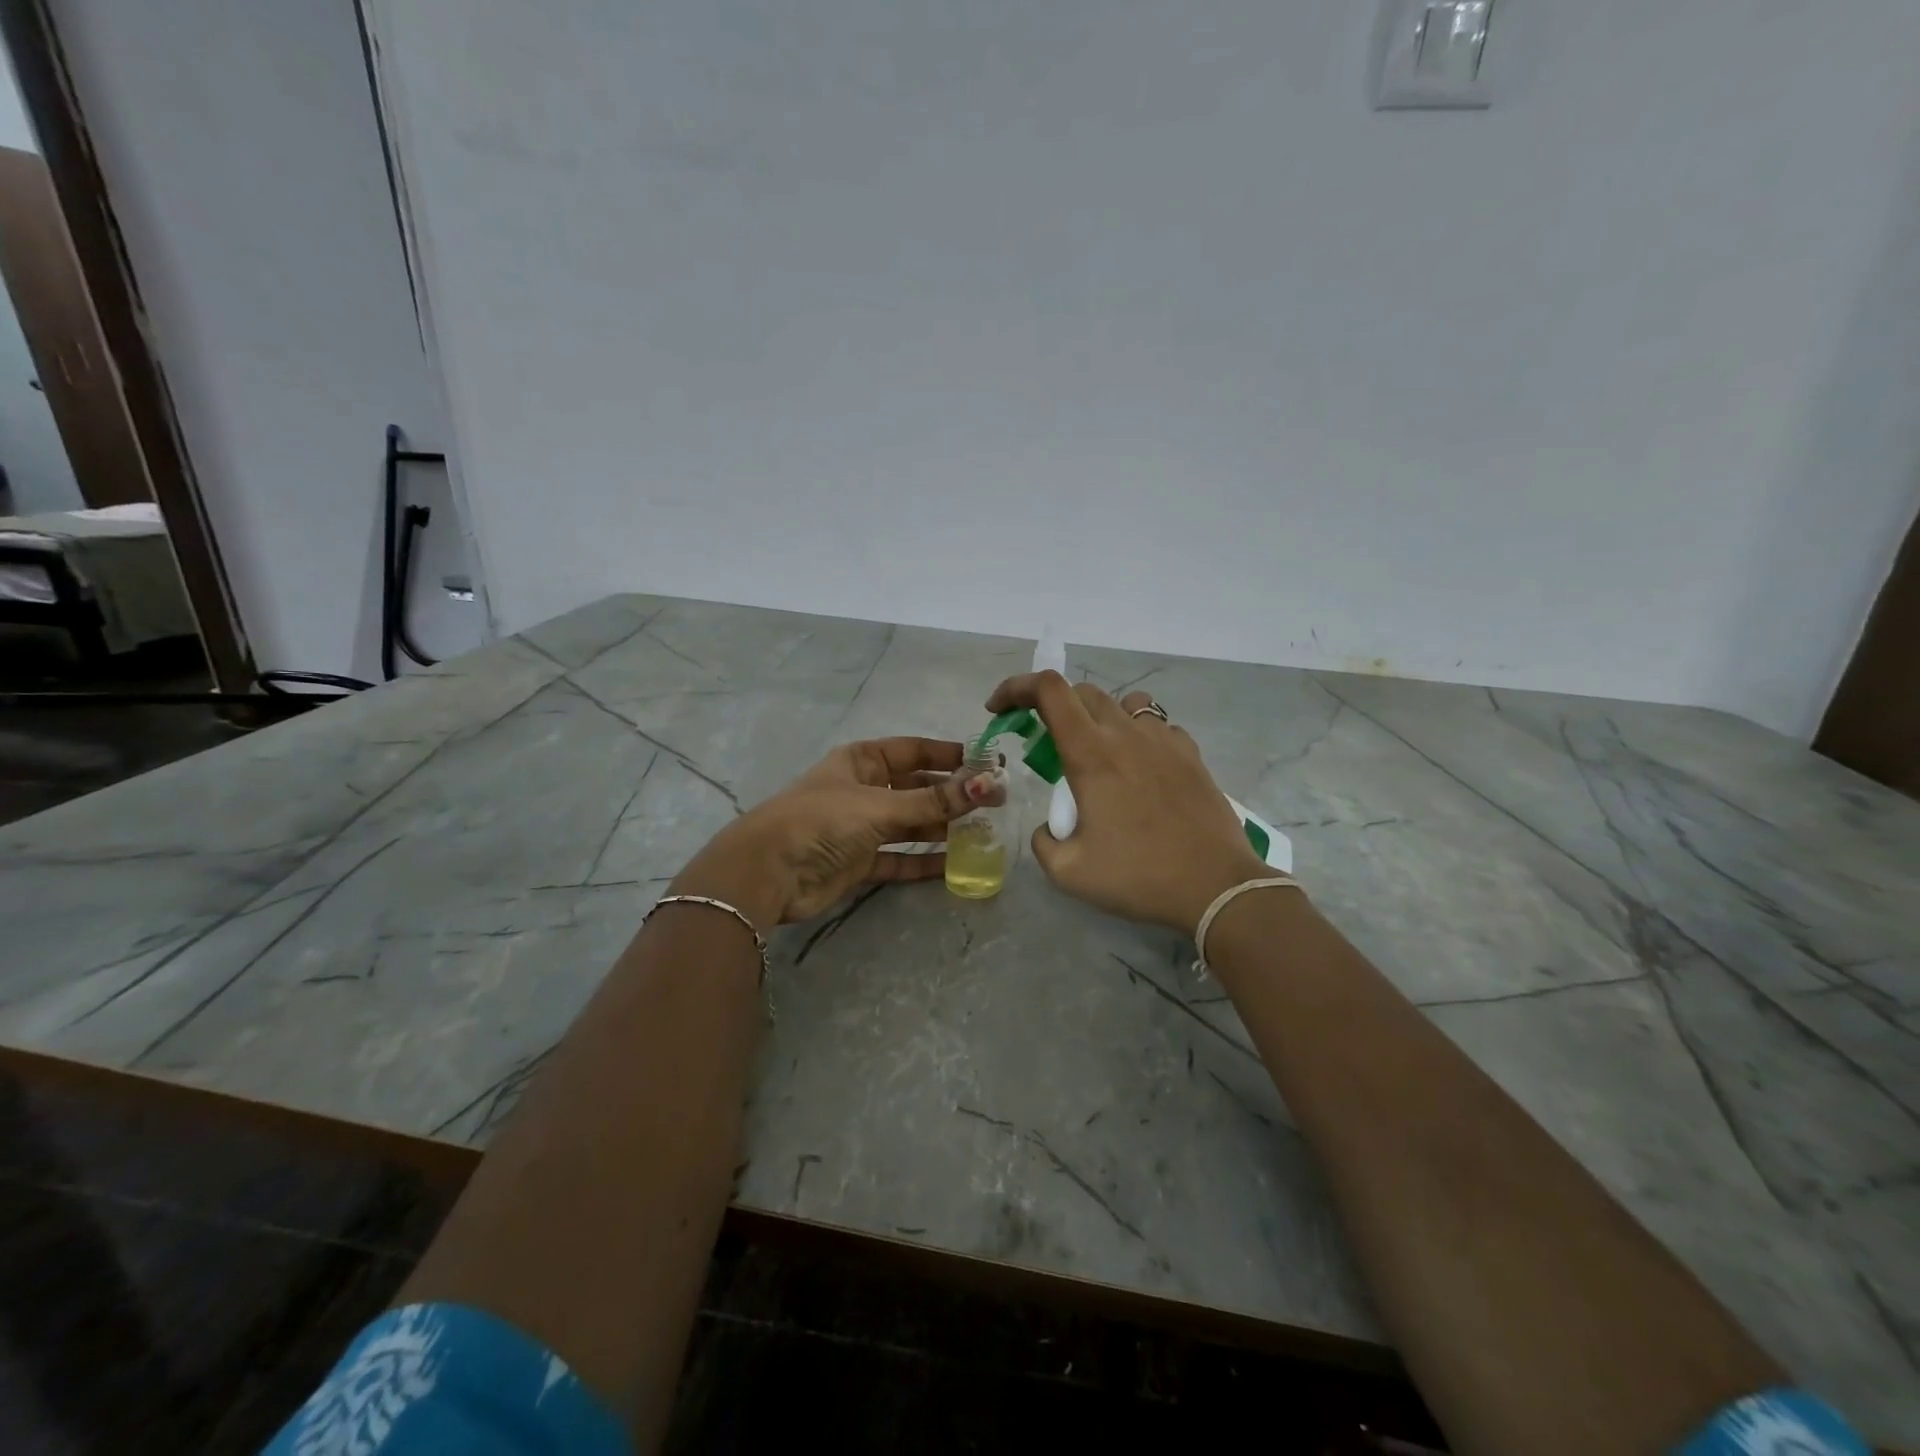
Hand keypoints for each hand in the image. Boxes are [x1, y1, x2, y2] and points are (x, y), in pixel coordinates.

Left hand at [672, 737, 994, 928]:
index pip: (915, 750)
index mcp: (862, 761)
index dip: (950, 755)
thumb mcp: (880, 805)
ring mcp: (861, 827)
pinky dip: (924, 861)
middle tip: (994, 802)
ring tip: (983, 832)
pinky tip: (955, 865)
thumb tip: (989, 785)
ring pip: (910, 823)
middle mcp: (863, 789)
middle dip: (952, 794)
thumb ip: (934, 801)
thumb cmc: (822, 821)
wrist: (768, 873)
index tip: (989, 763)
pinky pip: (899, 857)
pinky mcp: (859, 861)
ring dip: (943, 827)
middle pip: (916, 787)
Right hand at [984, 672, 1265, 933]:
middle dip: (1052, 706)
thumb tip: (1049, 828)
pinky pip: (1158, 726)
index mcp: (1091, 754)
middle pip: (1083, 692)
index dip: (1016, 687)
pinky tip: (1140, 770)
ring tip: (1097, 751)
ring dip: (1100, 716)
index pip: (1049, 690)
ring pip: (1125, 703)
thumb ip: (1043, 843)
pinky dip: (1138, 735)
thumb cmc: (1139, 876)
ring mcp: (1165, 740)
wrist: (1216, 887)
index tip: (999, 709)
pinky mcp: (1192, 755)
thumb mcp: (1069, 872)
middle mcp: (1127, 734)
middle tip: (1043, 741)